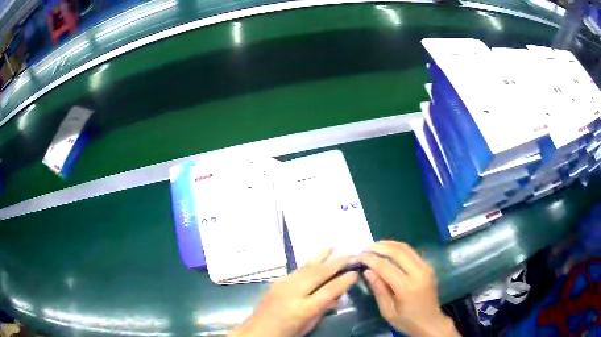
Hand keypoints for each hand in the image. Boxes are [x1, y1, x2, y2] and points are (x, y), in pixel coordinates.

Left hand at [229, 248, 358, 336]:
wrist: (257, 330)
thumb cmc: (286, 333)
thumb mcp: (308, 325)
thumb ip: (324, 308)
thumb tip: (338, 294)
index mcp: (303, 309)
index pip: (329, 290)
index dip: (344, 281)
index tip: (355, 273)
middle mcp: (293, 293)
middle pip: (318, 273)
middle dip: (336, 263)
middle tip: (351, 255)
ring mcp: (283, 284)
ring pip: (307, 267)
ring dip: (322, 256)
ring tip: (335, 246)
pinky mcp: (277, 281)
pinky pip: (297, 269)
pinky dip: (310, 262)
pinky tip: (317, 257)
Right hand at [359, 241, 458, 336]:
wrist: (431, 322)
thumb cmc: (407, 321)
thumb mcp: (388, 312)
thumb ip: (379, 290)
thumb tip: (368, 271)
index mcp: (407, 288)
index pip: (385, 267)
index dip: (370, 259)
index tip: (358, 256)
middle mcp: (419, 273)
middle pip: (398, 252)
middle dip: (380, 247)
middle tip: (365, 247)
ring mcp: (426, 268)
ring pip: (406, 248)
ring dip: (389, 244)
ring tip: (374, 246)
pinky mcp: (428, 267)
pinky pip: (412, 252)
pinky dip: (398, 248)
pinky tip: (388, 250)